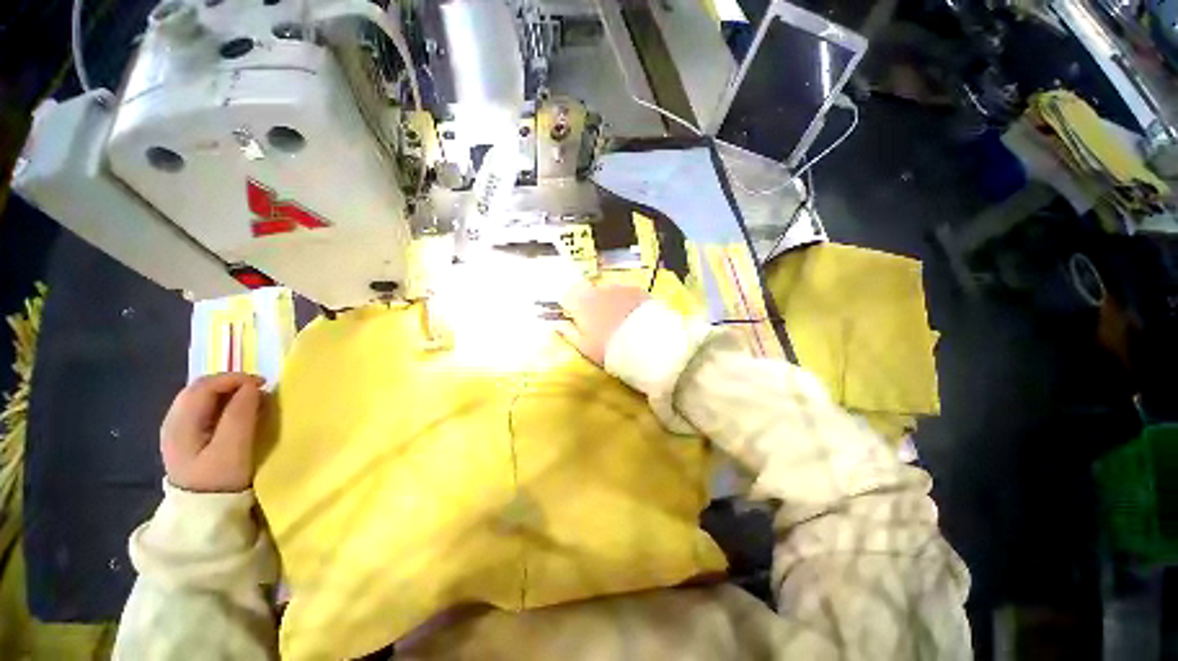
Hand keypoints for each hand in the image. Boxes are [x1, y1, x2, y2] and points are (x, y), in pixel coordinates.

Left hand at [160, 373, 264, 492]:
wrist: (201, 514)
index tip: (264, 385)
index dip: (235, 379)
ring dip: (228, 394)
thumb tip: (252, 387)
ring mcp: (177, 430)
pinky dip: (222, 405)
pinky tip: (236, 415)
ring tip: (252, 402)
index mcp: (180, 422)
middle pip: (200, 388)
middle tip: (260, 391)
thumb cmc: (219, 480)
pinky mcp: (186, 439)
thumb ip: (240, 415)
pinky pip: (203, 410)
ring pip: (202, 398)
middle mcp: (174, 421)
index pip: (205, 385)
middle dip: (232, 384)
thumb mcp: (233, 448)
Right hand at [558, 284, 649, 365]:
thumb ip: (569, 333)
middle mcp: (599, 290)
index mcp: (582, 304)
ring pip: (607, 292)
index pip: (567, 295)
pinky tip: (632, 317)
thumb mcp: (585, 347)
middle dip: (590, 303)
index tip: (572, 315)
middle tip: (598, 323)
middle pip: (588, 292)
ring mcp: (619, 288)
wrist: (649, 345)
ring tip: (618, 321)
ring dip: (608, 302)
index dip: (569, 304)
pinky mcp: (637, 290)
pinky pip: (625, 293)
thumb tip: (557, 324)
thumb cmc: (610, 350)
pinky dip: (624, 302)